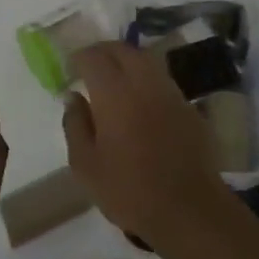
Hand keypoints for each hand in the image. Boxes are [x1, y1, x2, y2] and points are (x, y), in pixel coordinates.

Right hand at [62, 42, 226, 245]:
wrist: (188, 208)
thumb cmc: (129, 190)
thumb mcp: (86, 165)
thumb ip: (75, 125)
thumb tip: (73, 97)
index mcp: (115, 93)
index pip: (94, 57)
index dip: (79, 57)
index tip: (70, 67)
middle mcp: (144, 82)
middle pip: (123, 50)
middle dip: (103, 51)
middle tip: (90, 65)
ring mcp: (170, 92)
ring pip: (146, 60)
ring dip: (126, 60)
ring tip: (114, 78)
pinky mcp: (188, 106)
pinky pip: (162, 79)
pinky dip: (146, 78)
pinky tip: (140, 99)